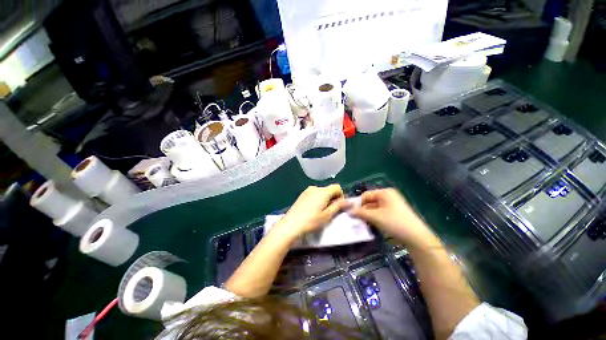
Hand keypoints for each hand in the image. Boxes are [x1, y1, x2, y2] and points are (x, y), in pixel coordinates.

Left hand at [274, 184, 350, 237]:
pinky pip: (314, 194)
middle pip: (329, 189)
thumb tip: (348, 201)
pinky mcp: (301, 195)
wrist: (290, 225)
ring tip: (320, 212)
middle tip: (330, 212)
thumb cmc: (311, 221)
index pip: (337, 187)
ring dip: (325, 199)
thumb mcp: (327, 216)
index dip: (341, 196)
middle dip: (332, 198)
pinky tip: (312, 210)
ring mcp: (307, 191)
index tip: (338, 207)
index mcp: (323, 191)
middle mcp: (315, 188)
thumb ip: (338, 206)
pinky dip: (317, 199)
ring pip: (321, 192)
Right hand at [350, 188, 437, 247]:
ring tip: (363, 223)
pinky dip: (375, 217)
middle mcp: (388, 196)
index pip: (365, 195)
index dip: (358, 203)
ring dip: (368, 214)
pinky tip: (372, 224)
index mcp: (384, 192)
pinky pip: (381, 212)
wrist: (416, 237)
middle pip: (370, 201)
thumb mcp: (375, 217)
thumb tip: (349, 212)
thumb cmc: (394, 222)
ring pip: (375, 207)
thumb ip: (360, 213)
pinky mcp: (395, 213)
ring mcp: (393, 204)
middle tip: (356, 219)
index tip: (351, 213)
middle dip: (363, 210)